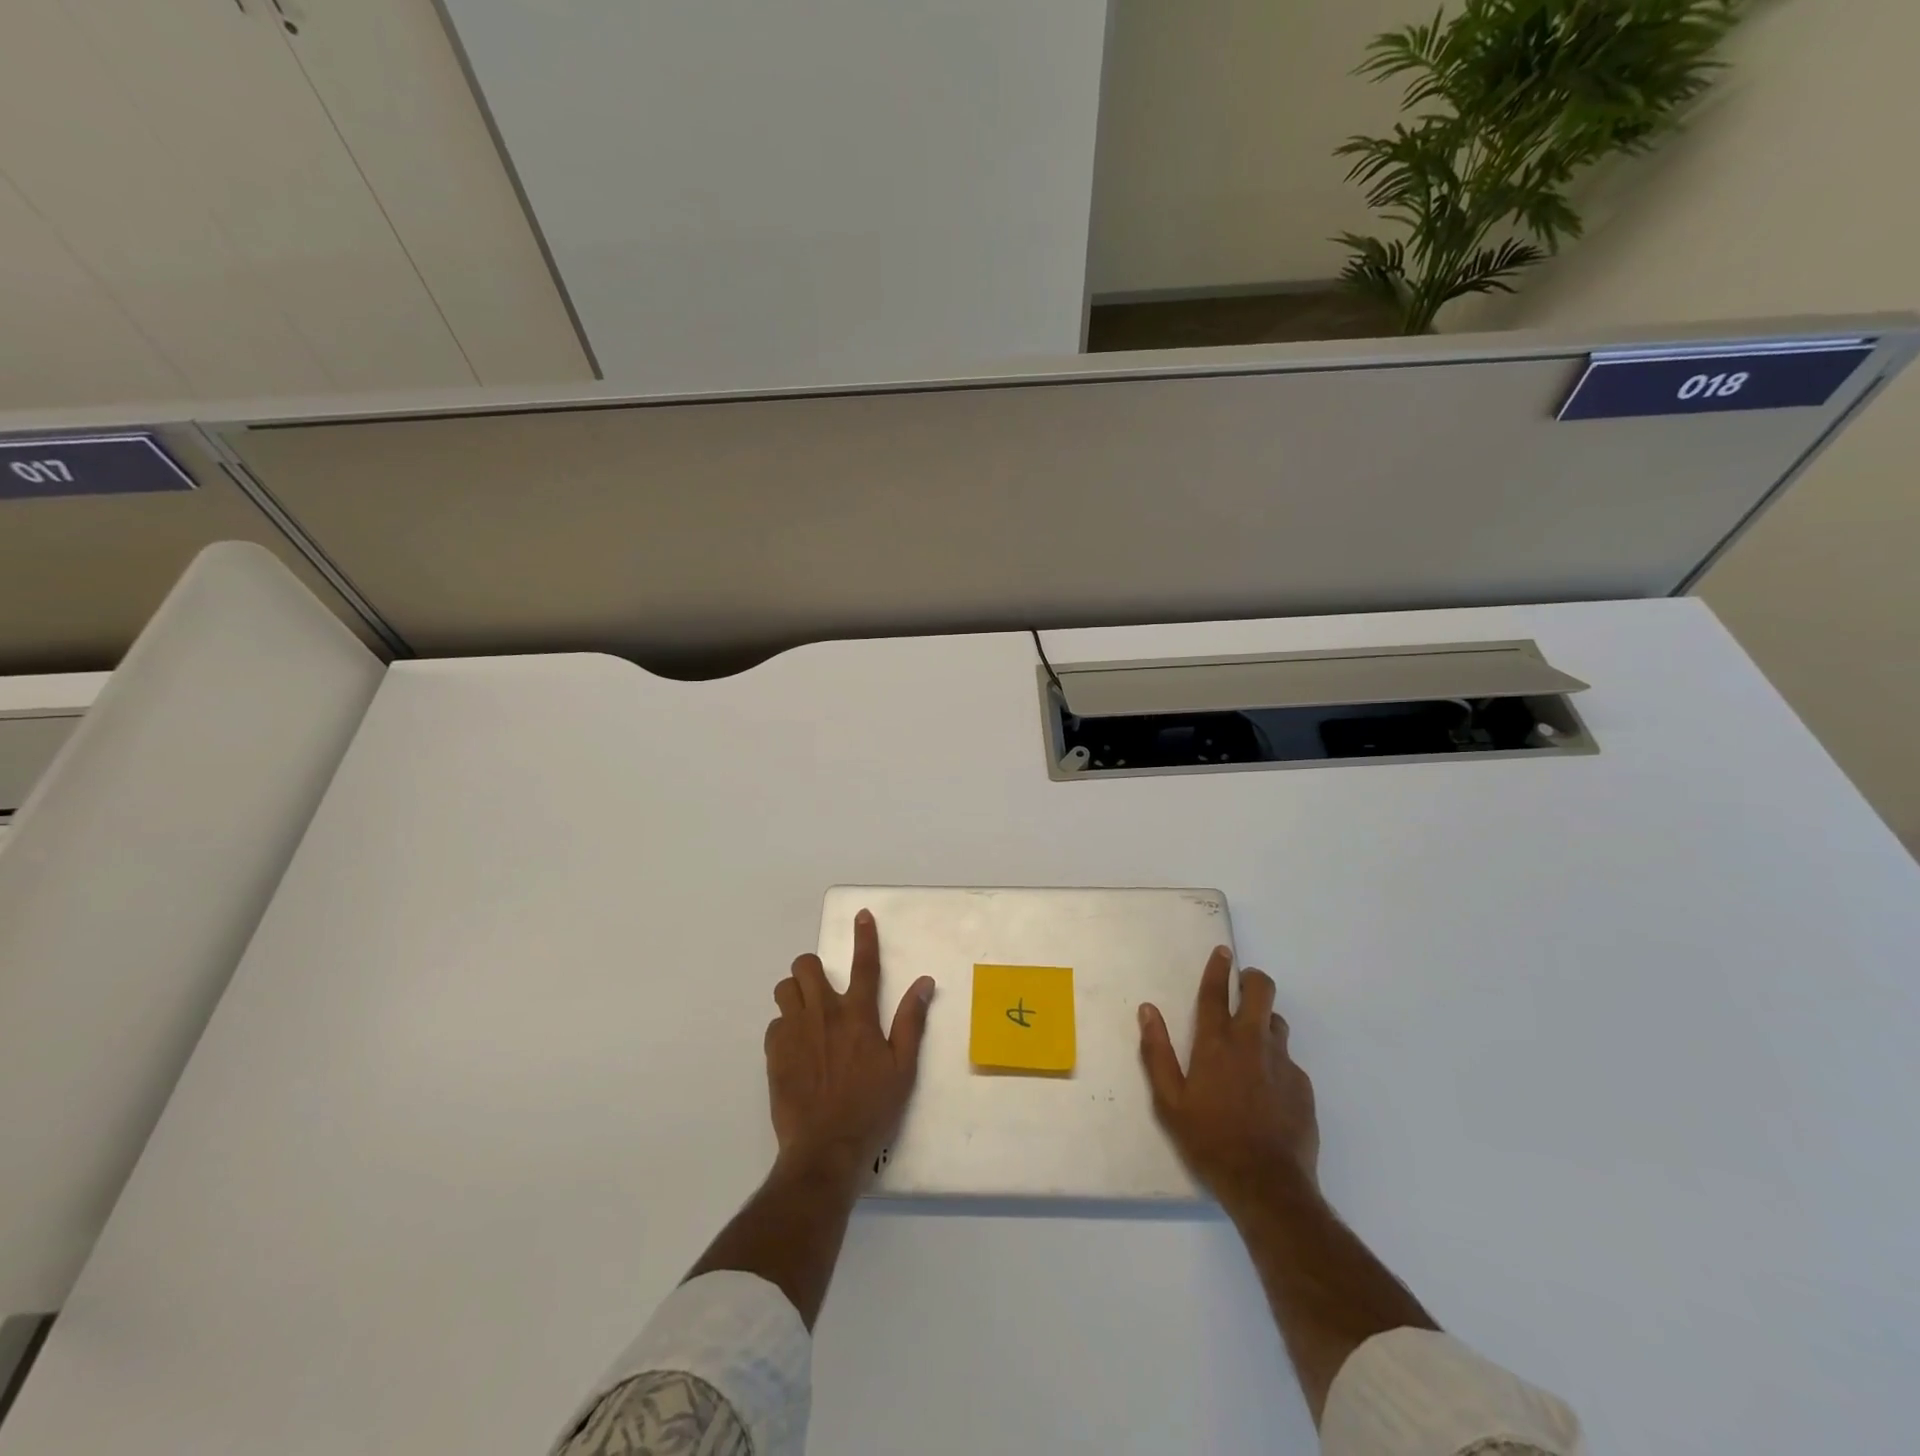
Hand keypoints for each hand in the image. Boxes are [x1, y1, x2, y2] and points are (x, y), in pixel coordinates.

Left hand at [767, 909, 934, 1182]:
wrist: (825, 1148)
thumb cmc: (871, 1108)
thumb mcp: (903, 1067)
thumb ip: (911, 1021)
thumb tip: (924, 982)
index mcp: (858, 1015)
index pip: (864, 965)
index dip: (864, 937)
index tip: (861, 915)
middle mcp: (824, 1013)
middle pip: (807, 966)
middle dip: (814, 970)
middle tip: (824, 991)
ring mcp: (795, 1031)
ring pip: (785, 988)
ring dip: (796, 994)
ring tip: (807, 1015)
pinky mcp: (774, 1052)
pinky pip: (774, 1023)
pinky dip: (785, 1027)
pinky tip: (796, 1048)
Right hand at [1139, 947, 1318, 1209]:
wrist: (1267, 1185)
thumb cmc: (1209, 1140)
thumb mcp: (1169, 1102)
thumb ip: (1157, 1052)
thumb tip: (1148, 1010)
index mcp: (1216, 1044)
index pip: (1216, 993)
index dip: (1218, 968)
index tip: (1222, 952)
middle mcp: (1252, 1043)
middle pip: (1261, 991)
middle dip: (1252, 980)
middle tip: (1243, 986)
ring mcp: (1282, 1063)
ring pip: (1277, 1022)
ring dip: (1264, 1020)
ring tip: (1251, 1042)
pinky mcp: (1303, 1086)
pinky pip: (1288, 1059)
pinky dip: (1275, 1061)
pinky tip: (1266, 1088)